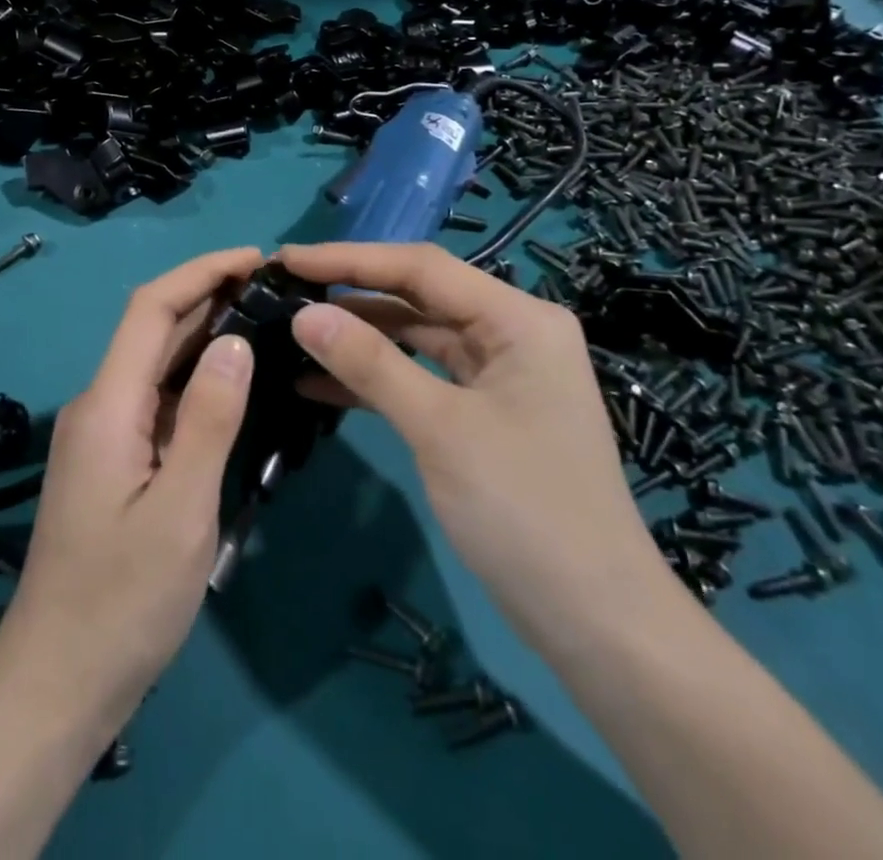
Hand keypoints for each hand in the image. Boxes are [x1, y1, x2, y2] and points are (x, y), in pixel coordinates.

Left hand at [0, 246, 263, 734]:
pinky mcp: (114, 461)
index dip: (201, 272)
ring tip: (266, 320)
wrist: (57, 685)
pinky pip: (158, 400)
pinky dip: (197, 378)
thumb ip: (209, 420)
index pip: (151, 309)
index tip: (256, 257)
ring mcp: (104, 434)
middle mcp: (99, 405)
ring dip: (205, 334)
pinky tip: (235, 383)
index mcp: (108, 405)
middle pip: (153, 329)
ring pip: (156, 364)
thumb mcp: (181, 511)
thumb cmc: (122, 602)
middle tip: (275, 289)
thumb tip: (234, 340)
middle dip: (209, 295)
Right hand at [280, 242, 664, 643]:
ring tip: (294, 333)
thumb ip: (370, 363)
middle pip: (420, 297)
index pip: (422, 268)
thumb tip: (303, 315)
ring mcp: (500, 374)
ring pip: (418, 337)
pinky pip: (423, 378)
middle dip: (352, 295)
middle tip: (286, 292)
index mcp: (518, 318)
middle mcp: (512, 332)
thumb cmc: (525, 511)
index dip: (350, 259)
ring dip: (360, 338)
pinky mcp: (486, 412)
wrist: (596, 623)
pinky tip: (319, 383)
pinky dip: (378, 380)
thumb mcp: (440, 429)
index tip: (288, 260)